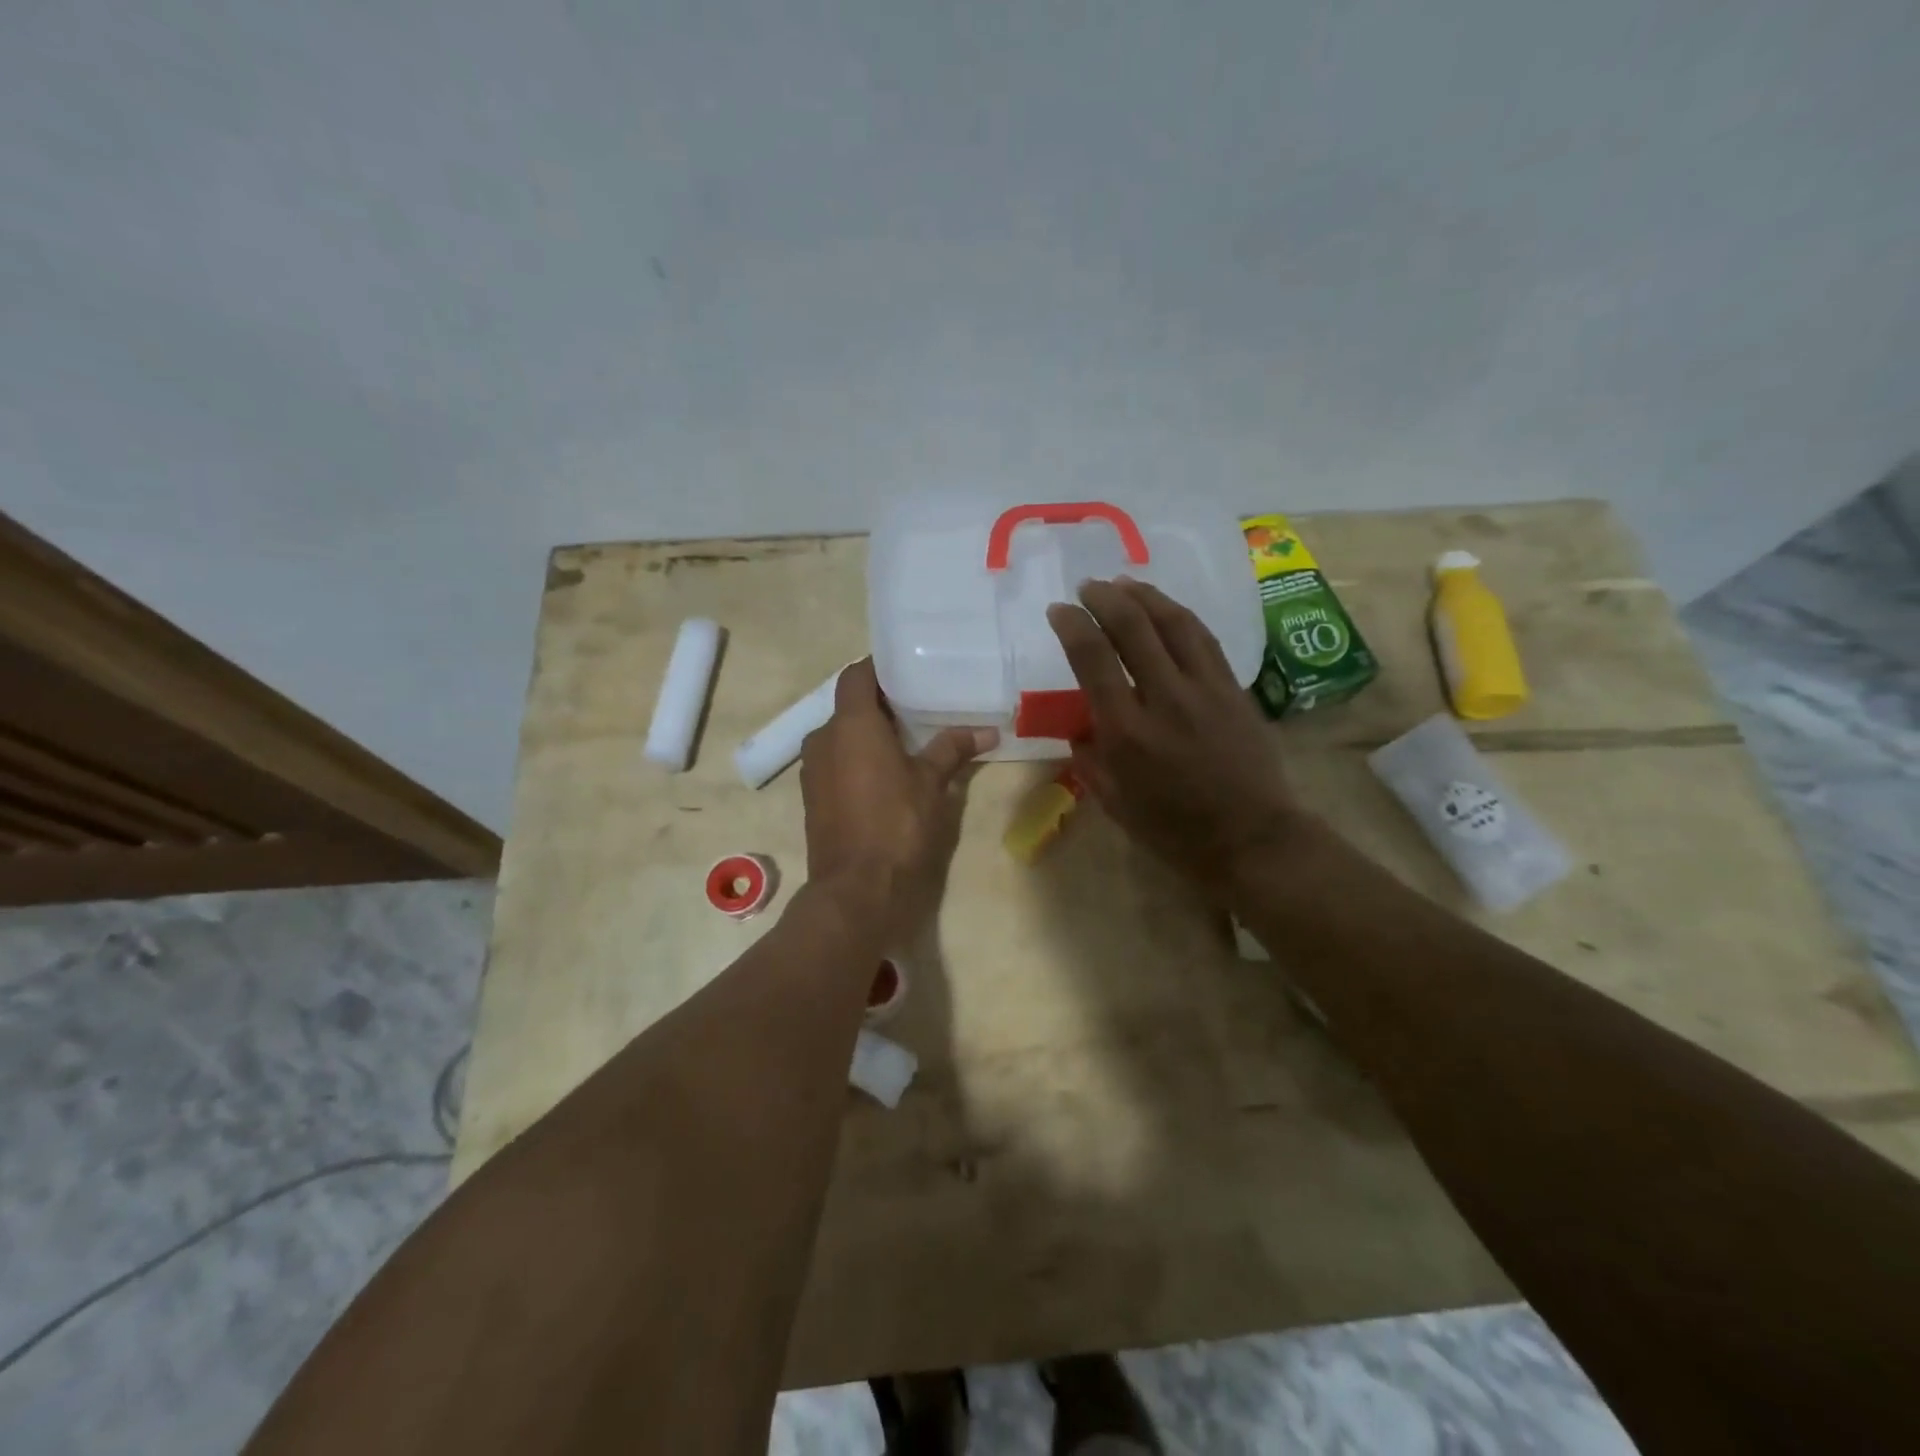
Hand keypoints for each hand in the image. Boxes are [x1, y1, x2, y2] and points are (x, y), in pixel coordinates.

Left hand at [800, 659, 997, 943]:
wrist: (856, 888)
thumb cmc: (897, 824)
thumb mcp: (932, 783)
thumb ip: (953, 749)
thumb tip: (987, 731)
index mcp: (851, 724)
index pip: (857, 675)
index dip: (879, 669)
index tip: (906, 671)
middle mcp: (823, 738)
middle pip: (848, 705)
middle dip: (878, 704)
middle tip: (916, 707)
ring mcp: (812, 769)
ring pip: (839, 735)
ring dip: (866, 734)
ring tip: (904, 741)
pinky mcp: (811, 796)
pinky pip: (833, 762)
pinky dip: (854, 758)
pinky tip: (883, 774)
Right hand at [1047, 578, 1305, 894]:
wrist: (1250, 839)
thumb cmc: (1173, 830)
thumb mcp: (1114, 802)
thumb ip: (1090, 760)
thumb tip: (1081, 728)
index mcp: (1126, 732)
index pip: (1093, 659)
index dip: (1072, 625)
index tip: (1059, 610)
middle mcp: (1165, 699)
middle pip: (1132, 627)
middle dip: (1105, 598)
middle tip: (1088, 588)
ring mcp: (1205, 690)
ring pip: (1174, 623)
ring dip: (1144, 595)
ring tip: (1123, 583)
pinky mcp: (1234, 690)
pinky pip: (1204, 639)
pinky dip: (1179, 615)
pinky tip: (1165, 608)